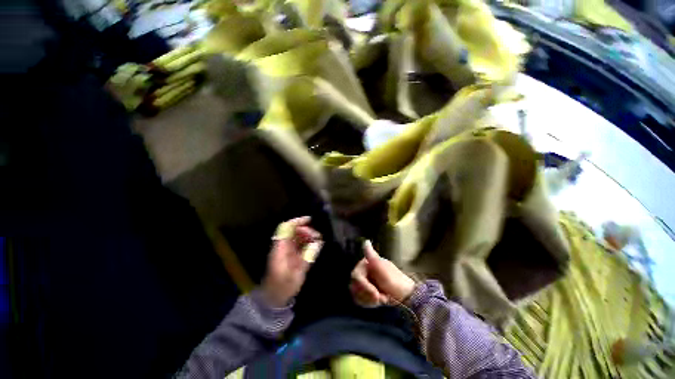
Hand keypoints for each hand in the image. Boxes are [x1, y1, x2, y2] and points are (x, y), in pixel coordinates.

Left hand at [261, 216, 322, 306]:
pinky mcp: (290, 255)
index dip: (298, 221)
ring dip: (307, 235)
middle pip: (293, 231)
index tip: (310, 220)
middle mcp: (282, 246)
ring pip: (297, 236)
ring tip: (318, 240)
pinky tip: (314, 245)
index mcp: (281, 249)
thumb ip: (308, 258)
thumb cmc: (283, 287)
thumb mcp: (297, 274)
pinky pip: (299, 243)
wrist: (273, 299)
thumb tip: (318, 243)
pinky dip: (307, 242)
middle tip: (317, 236)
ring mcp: (286, 250)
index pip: (287, 228)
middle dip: (306, 230)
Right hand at [350, 240, 415, 307]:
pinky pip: (360, 300)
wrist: (406, 296)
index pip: (356, 276)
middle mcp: (364, 271)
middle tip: (381, 298)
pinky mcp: (366, 292)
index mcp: (366, 263)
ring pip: (356, 294)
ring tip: (382, 298)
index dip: (364, 286)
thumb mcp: (383, 269)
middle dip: (368, 294)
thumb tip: (365, 241)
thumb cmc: (396, 281)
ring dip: (369, 299)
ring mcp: (364, 282)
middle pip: (355, 286)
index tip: (376, 294)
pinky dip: (368, 303)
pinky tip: (378, 301)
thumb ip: (372, 256)